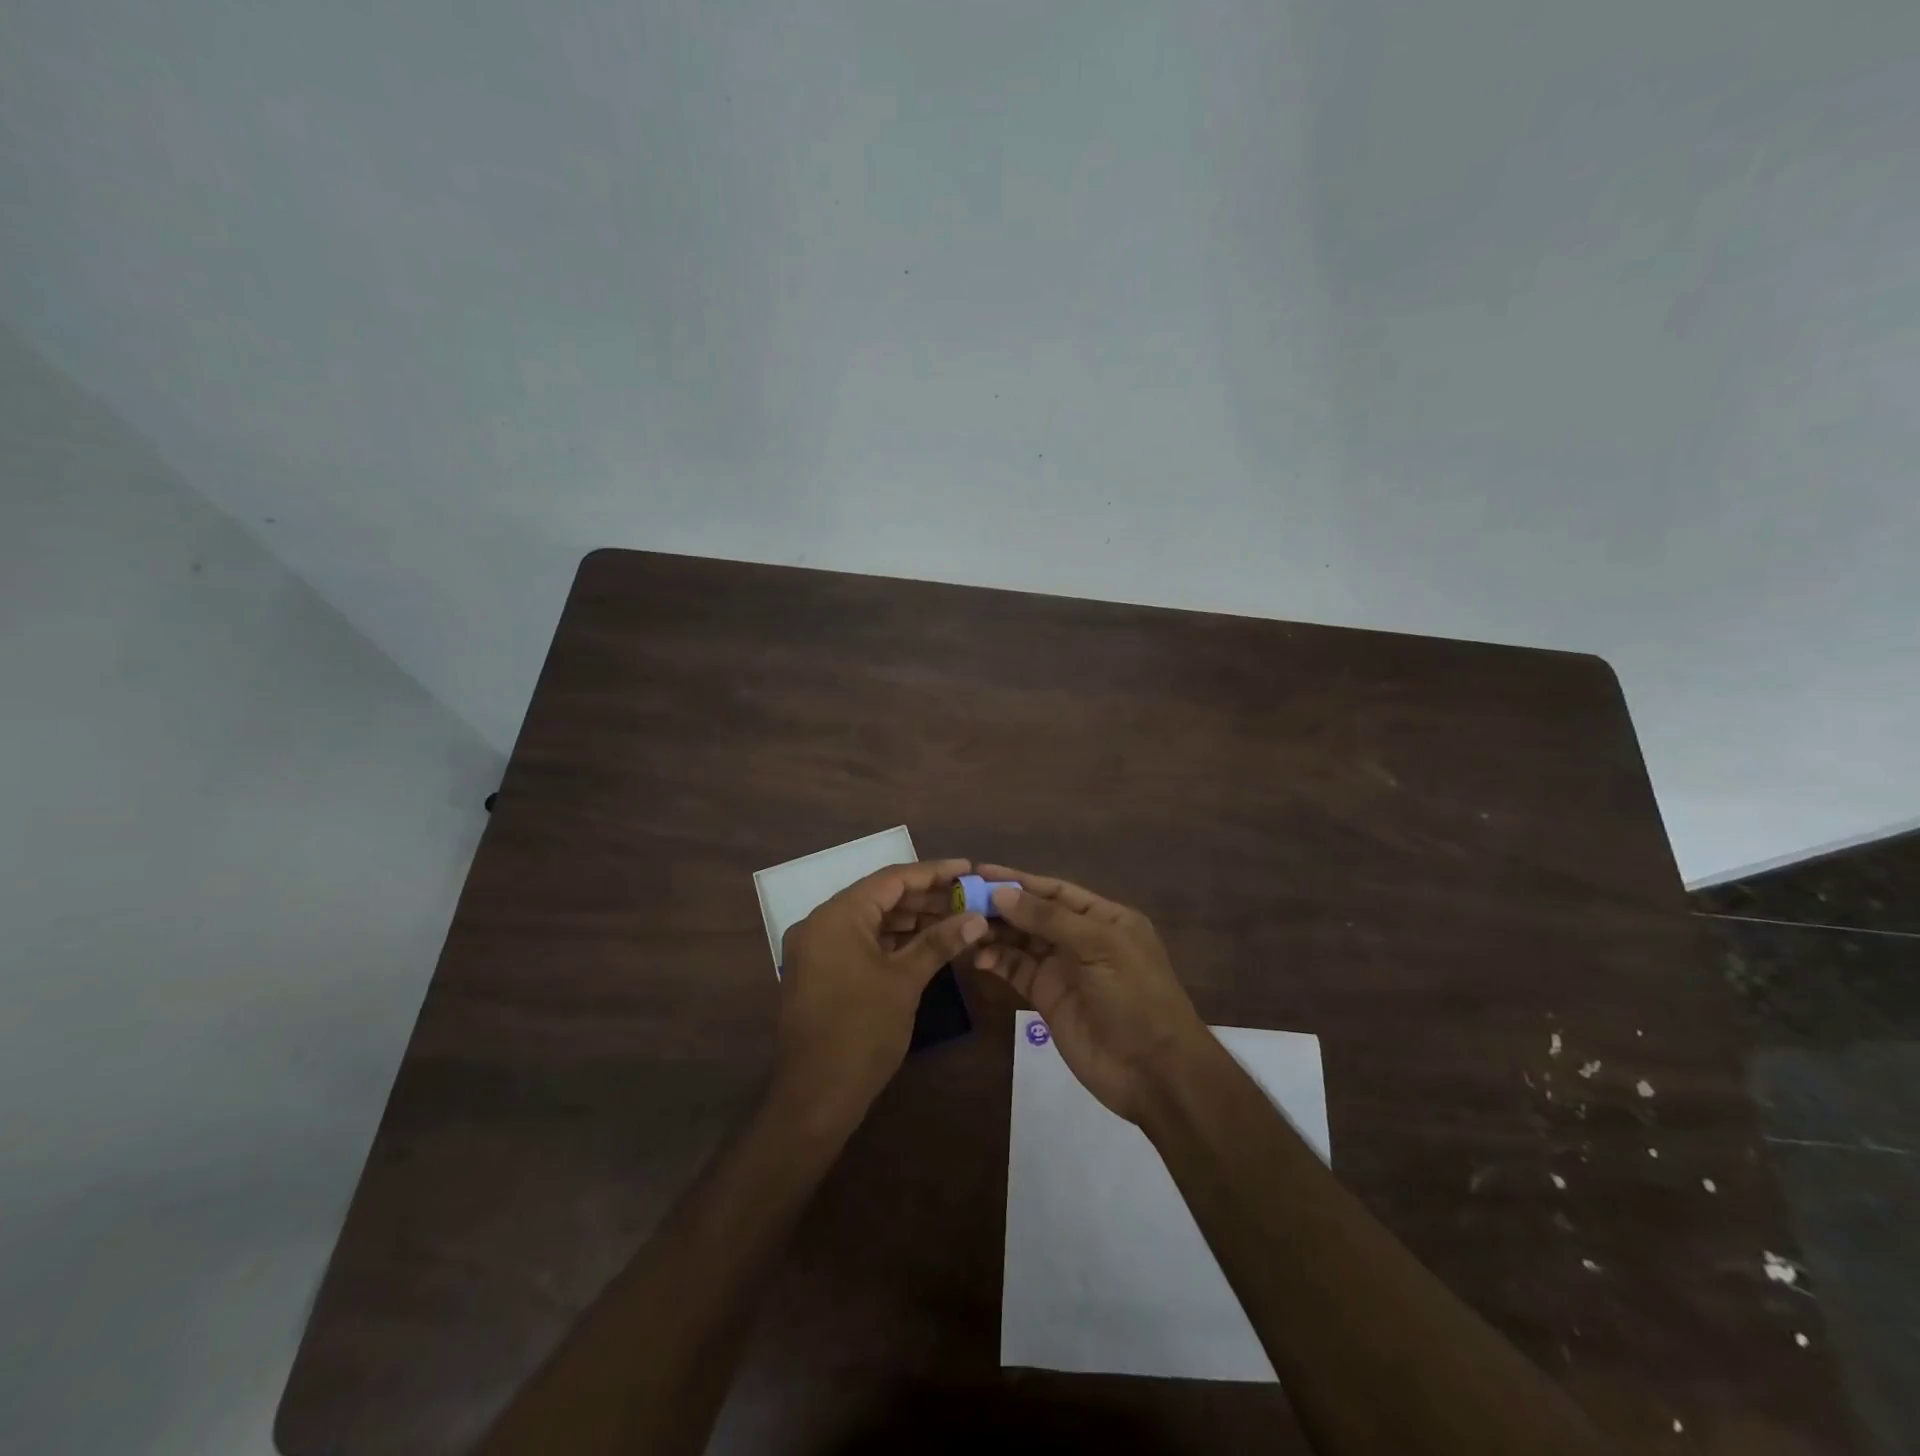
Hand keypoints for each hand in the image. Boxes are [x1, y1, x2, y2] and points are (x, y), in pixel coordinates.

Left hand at [774, 859, 986, 1127]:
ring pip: (872, 920)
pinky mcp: (820, 971)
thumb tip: (976, 917)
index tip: (968, 867)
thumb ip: (939, 942)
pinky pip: (861, 941)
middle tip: (968, 896)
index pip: (891, 879)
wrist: (815, 1097)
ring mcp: (817, 948)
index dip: (933, 872)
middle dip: (926, 897)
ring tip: (956, 917)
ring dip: (911, 919)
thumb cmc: (861, 1032)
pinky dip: (892, 940)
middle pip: (881, 897)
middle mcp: (821, 923)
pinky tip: (926, 942)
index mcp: (837, 915)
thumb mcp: (905, 981)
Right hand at [968, 865, 1212, 1123]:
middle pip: (1034, 914)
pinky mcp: (1047, 998)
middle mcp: (1082, 938)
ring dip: (994, 932)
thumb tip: (1001, 893)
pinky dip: (997, 961)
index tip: (981, 871)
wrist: (1153, 1072)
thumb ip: (1048, 919)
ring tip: (963, 926)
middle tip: (960, 899)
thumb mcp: (1098, 946)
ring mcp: (1064, 969)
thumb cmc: (1134, 996)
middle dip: (1001, 906)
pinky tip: (977, 956)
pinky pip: (1017, 971)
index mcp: (1104, 918)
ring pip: (1022, 941)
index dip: (1020, 880)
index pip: (1055, 890)